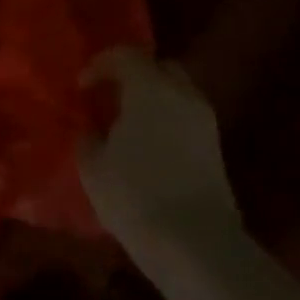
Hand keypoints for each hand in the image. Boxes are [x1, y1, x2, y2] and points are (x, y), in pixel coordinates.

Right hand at [80, 48, 241, 250]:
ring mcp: (204, 120)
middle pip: (158, 68)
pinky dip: (167, 121)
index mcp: (150, 87)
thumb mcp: (93, 166)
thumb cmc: (135, 195)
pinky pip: (186, 118)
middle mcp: (182, 94)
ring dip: (153, 100)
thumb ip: (88, 137)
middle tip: (110, 99)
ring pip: (176, 93)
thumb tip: (92, 129)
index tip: (82, 87)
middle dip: (133, 76)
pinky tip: (149, 148)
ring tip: (128, 126)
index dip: (100, 65)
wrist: (196, 244)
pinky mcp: (216, 148)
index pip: (125, 55)